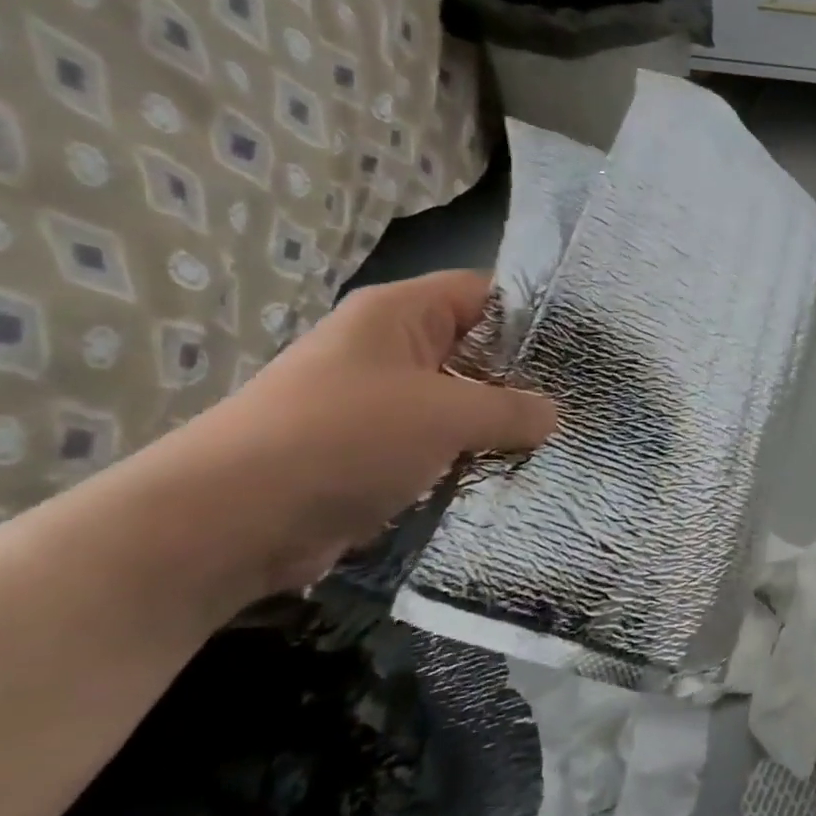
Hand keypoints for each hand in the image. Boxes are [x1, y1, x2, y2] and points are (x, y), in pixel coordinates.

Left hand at [154, 271, 556, 601]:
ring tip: (563, 443)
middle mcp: (391, 350)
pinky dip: (471, 459)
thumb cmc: (343, 438)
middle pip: (477, 352)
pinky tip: (515, 476)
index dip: (536, 315)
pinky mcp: (374, 453)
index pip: (486, 294)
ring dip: (500, 426)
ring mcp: (380, 404)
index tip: (585, 347)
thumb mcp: (444, 415)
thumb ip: (510, 410)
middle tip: (586, 402)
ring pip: (460, 404)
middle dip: (526, 379)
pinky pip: (438, 446)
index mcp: (400, 315)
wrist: (228, 522)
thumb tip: (552, 416)